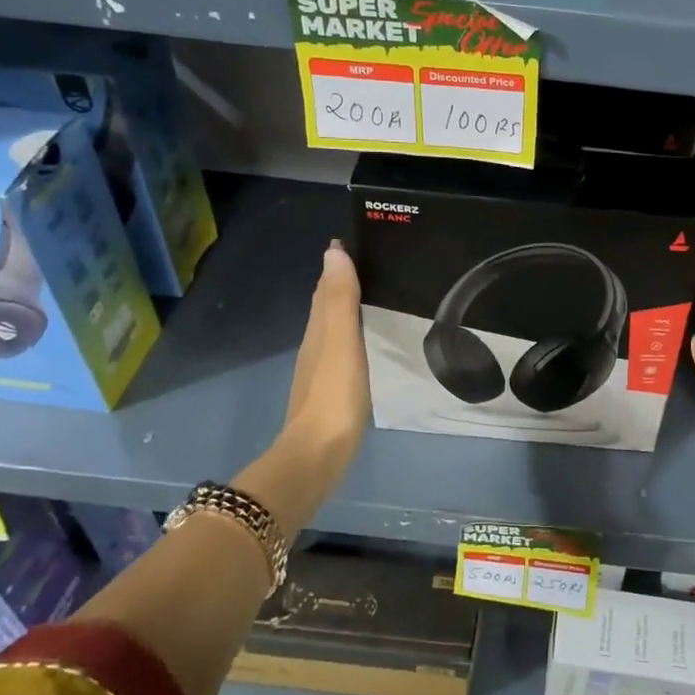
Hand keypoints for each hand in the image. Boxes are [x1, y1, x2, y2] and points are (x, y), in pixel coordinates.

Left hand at [283, 240, 369, 479]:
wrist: (319, 452)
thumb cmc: (334, 393)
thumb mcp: (342, 340)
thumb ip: (340, 299)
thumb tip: (333, 251)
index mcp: (318, 328)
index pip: (325, 286)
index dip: (337, 264)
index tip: (360, 241)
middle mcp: (316, 343)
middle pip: (327, 305)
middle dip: (344, 282)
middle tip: (375, 264)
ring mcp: (323, 369)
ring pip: (335, 328)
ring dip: (350, 309)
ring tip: (378, 296)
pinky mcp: (334, 389)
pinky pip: (345, 350)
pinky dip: (356, 335)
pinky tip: (371, 342)